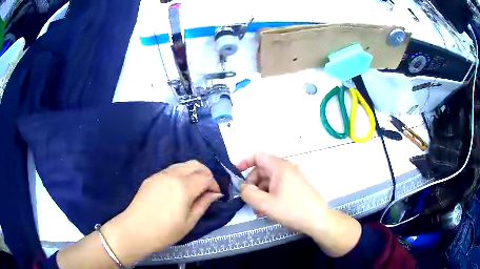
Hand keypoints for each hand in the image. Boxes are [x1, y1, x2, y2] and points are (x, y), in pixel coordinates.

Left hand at [101, 161, 222, 264]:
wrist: (135, 230)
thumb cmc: (165, 231)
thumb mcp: (189, 222)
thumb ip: (204, 204)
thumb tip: (215, 194)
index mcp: (183, 187)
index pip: (205, 177)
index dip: (214, 185)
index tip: (216, 195)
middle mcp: (172, 175)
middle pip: (195, 164)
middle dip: (205, 174)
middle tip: (207, 189)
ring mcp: (160, 174)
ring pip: (182, 165)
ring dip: (192, 173)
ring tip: (194, 189)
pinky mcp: (151, 177)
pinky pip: (170, 170)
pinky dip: (180, 175)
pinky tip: (178, 189)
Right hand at [238, 152, 361, 256]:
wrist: (317, 219)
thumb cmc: (292, 210)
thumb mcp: (265, 204)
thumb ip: (248, 194)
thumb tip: (242, 187)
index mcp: (279, 167)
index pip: (257, 156)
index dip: (244, 162)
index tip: (236, 174)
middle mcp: (286, 168)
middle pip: (262, 170)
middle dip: (252, 184)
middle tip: (249, 200)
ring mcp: (292, 177)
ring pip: (269, 180)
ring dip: (260, 193)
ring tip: (258, 210)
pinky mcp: (295, 186)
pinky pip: (277, 186)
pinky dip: (269, 195)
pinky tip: (267, 210)